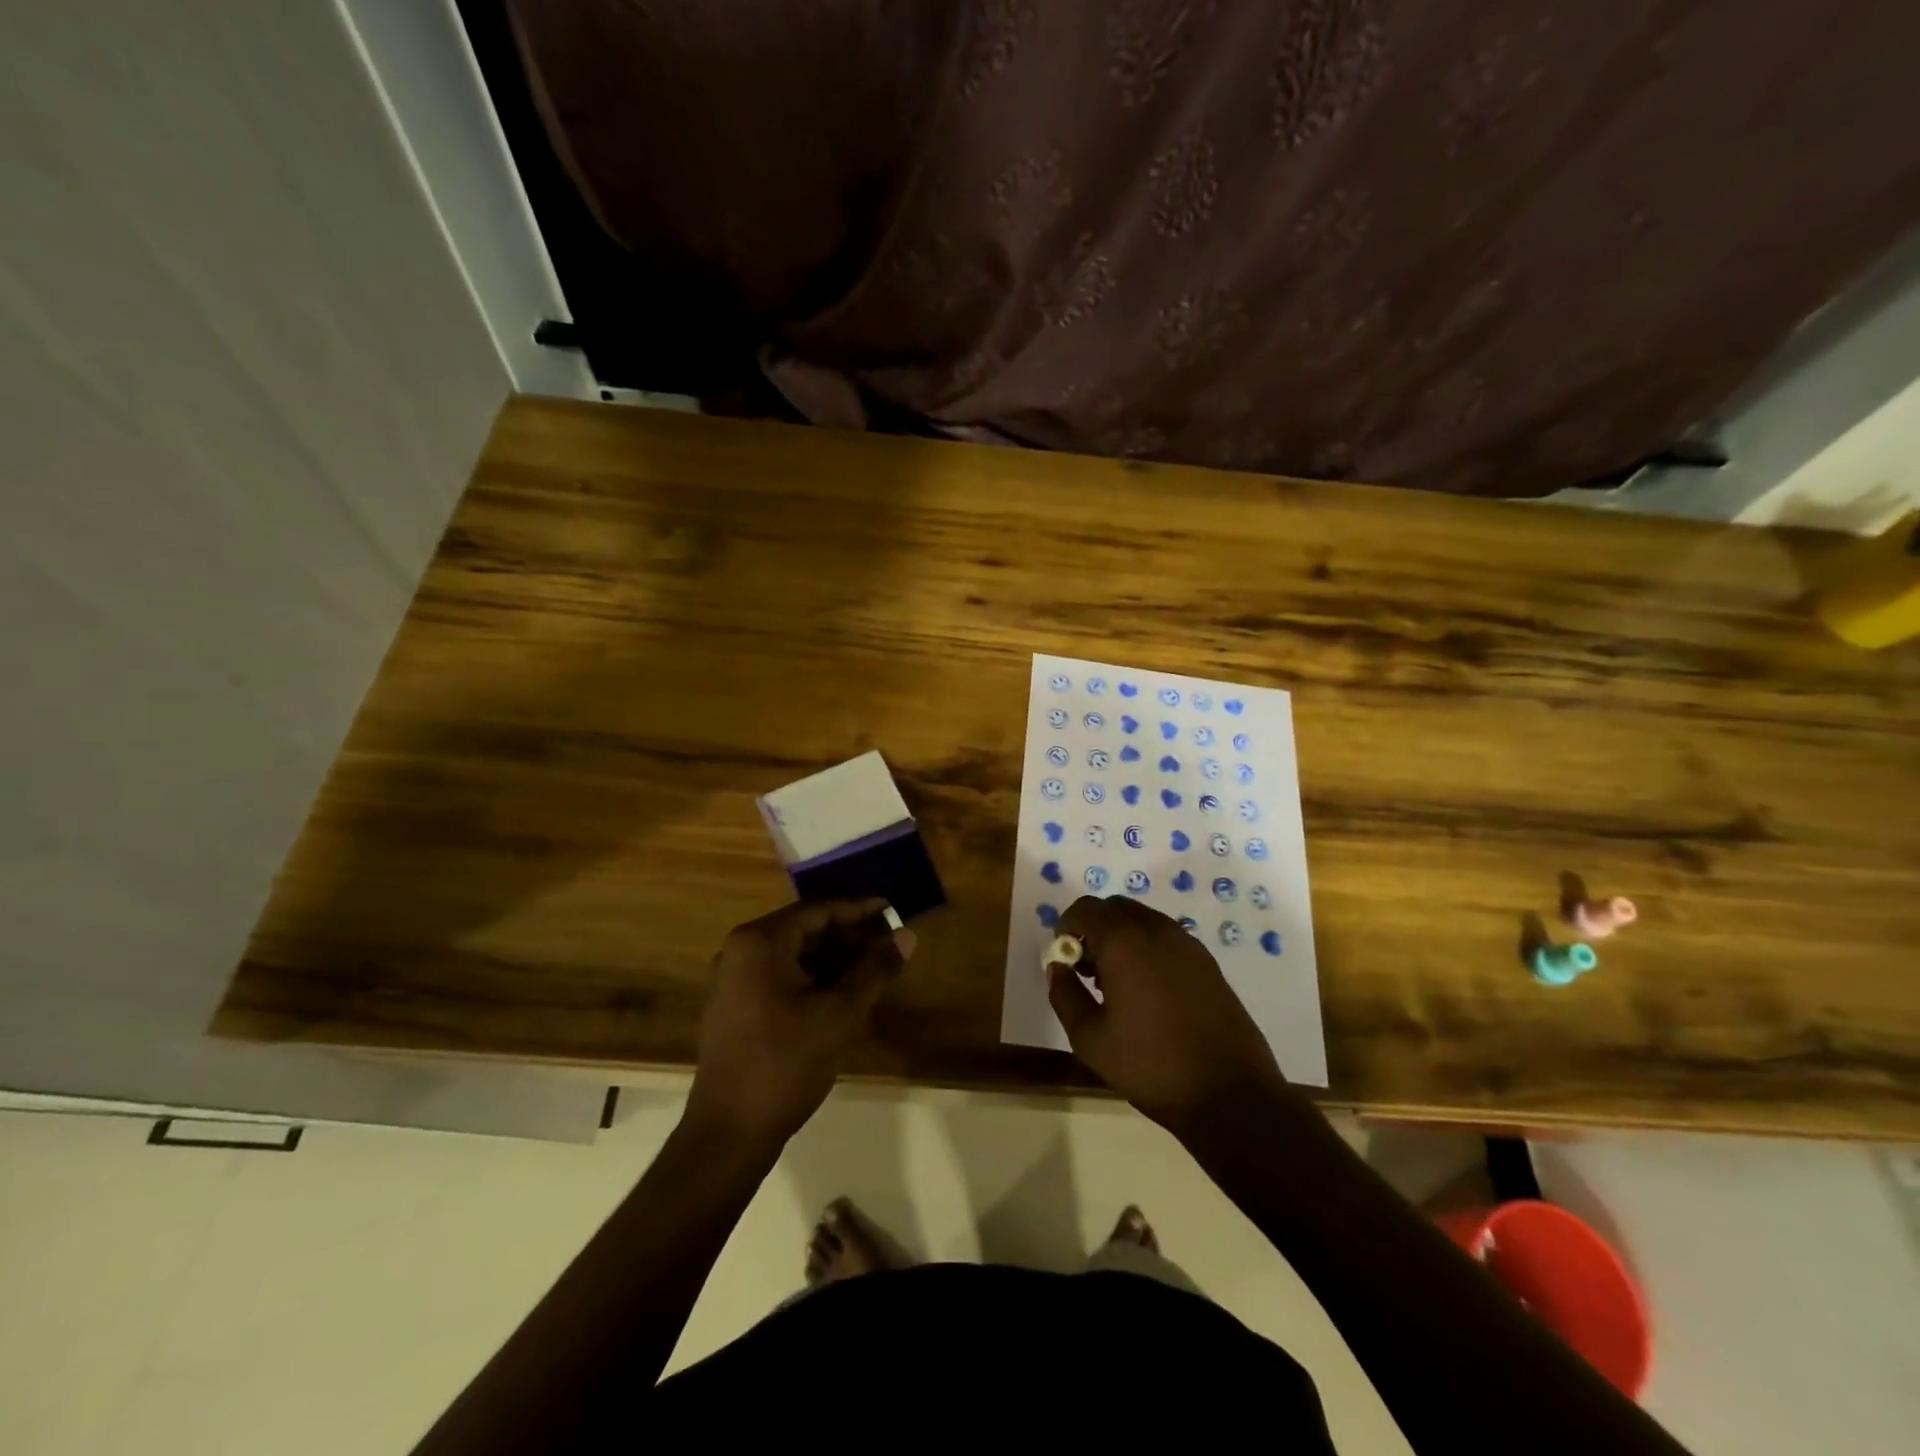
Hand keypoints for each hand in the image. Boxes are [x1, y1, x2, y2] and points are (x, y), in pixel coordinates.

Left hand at [687, 899, 913, 1149]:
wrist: (728, 1134)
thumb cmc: (785, 1065)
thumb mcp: (840, 1014)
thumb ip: (876, 970)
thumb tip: (907, 934)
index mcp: (759, 942)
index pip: (818, 911)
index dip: (859, 910)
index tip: (894, 911)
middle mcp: (740, 951)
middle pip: (805, 930)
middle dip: (849, 936)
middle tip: (889, 943)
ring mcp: (733, 980)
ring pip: (795, 955)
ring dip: (834, 959)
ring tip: (874, 969)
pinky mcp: (736, 1006)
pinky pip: (781, 976)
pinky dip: (814, 979)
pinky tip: (844, 994)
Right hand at [1047, 895, 1284, 1131]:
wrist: (1230, 1094)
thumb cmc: (1151, 1065)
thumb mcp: (1091, 1039)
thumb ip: (1065, 995)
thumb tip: (1057, 967)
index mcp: (1124, 942)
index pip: (1085, 909)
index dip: (1067, 927)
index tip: (1064, 959)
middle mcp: (1156, 930)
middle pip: (1114, 908)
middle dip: (1093, 929)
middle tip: (1087, 970)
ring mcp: (1187, 943)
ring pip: (1142, 920)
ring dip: (1121, 937)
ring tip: (1116, 984)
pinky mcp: (1207, 961)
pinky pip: (1165, 937)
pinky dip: (1147, 947)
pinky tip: (1147, 991)